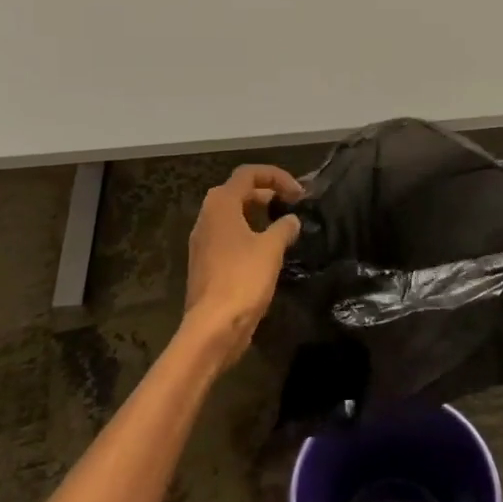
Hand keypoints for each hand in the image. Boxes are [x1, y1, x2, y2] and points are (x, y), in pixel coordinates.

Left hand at [182, 164, 304, 366]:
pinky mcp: (206, 263)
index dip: (275, 175)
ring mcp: (203, 241)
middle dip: (267, 192)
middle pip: (238, 191)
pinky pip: (229, 236)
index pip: (247, 174)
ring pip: (233, 215)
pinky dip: (249, 233)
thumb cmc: (243, 279)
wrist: (213, 327)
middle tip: (292, 204)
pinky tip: (268, 250)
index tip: (299, 192)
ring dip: (258, 214)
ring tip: (284, 225)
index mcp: (221, 205)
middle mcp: (207, 217)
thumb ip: (283, 228)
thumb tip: (291, 220)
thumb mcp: (271, 249)